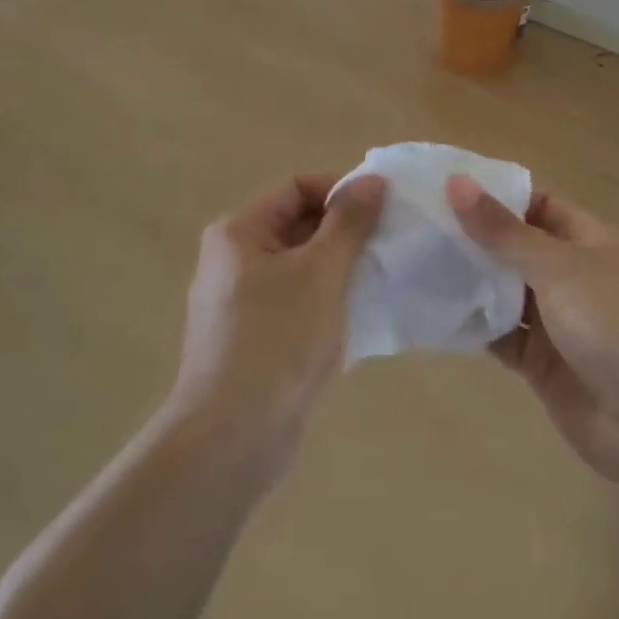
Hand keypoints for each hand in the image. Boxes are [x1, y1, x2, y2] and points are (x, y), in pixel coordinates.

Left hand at [168, 174, 386, 457]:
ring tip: (379, 278)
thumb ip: (349, 221)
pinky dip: (324, 301)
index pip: (295, 188)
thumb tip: (372, 179)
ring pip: (298, 266)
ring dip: (338, 268)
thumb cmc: (277, 340)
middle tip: (387, 244)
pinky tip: (358, 317)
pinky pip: (294, 302)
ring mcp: (238, 302)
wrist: (230, 439)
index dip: (339, 190)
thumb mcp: (321, 272)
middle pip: (296, 224)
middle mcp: (232, 259)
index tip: (383, 208)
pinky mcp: (251, 338)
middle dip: (342, 231)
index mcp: (239, 232)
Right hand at [446, 177, 618, 516]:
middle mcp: (573, 278)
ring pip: (505, 294)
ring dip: (469, 282)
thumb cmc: (618, 327)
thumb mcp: (559, 268)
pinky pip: (502, 338)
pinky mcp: (544, 367)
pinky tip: (434, 314)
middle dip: (474, 239)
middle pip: (517, 250)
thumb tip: (456, 183)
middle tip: (416, 226)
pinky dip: (474, 327)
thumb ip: (504, 232)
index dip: (496, 196)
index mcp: (590, 243)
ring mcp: (559, 325)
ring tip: (413, 263)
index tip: (445, 189)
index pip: (538, 206)